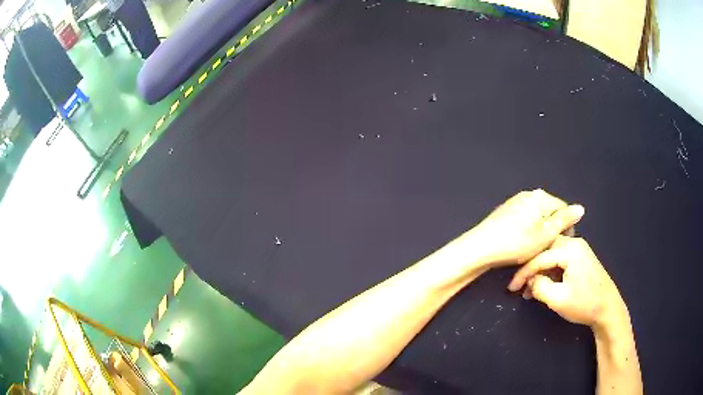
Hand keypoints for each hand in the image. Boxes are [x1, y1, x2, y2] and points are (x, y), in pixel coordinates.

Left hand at [463, 189, 584, 267]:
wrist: (481, 247)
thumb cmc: (517, 242)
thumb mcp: (546, 234)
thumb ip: (564, 220)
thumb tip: (581, 208)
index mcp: (540, 197)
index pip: (563, 208)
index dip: (566, 227)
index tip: (561, 244)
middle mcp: (528, 194)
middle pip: (549, 212)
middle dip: (551, 229)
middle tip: (546, 249)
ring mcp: (515, 202)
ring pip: (536, 218)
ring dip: (539, 232)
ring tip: (533, 249)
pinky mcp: (504, 211)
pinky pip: (524, 220)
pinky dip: (526, 231)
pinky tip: (520, 244)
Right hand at [507, 235, 626, 328]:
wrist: (608, 308)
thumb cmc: (584, 304)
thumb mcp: (558, 299)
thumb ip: (540, 287)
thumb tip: (530, 281)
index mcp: (570, 249)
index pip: (539, 258)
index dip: (523, 274)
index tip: (511, 288)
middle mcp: (575, 243)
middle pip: (545, 249)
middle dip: (531, 268)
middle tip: (520, 285)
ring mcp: (580, 249)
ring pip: (552, 254)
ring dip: (540, 270)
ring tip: (531, 289)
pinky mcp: (582, 258)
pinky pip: (560, 259)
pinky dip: (550, 270)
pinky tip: (545, 284)